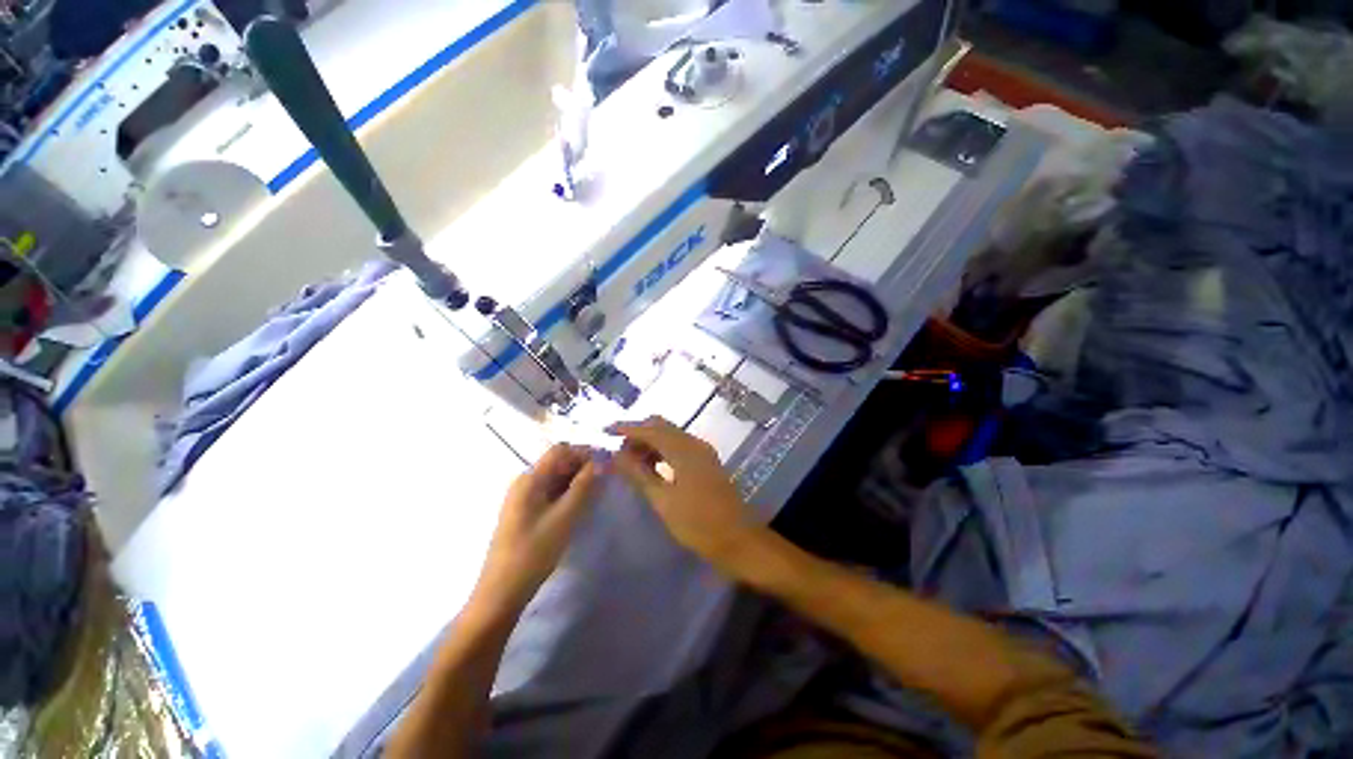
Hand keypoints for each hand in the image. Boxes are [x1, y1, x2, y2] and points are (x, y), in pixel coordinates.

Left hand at [475, 445, 598, 609]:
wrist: (502, 592)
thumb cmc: (534, 552)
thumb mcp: (565, 517)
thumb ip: (584, 486)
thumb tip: (601, 462)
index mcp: (530, 479)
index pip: (560, 450)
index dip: (584, 451)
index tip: (606, 462)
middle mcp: (525, 482)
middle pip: (558, 462)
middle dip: (582, 466)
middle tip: (606, 478)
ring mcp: (524, 498)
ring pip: (556, 478)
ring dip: (576, 480)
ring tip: (597, 491)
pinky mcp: (527, 512)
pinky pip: (551, 492)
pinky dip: (568, 493)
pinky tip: (581, 504)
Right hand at [609, 417, 762, 572]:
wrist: (737, 539)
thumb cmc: (697, 523)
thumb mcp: (663, 500)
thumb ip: (639, 474)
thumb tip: (617, 455)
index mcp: (684, 450)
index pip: (650, 429)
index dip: (627, 428)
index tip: (606, 430)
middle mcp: (694, 443)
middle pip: (661, 427)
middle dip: (638, 434)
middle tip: (618, 451)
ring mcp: (702, 451)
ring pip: (671, 436)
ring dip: (650, 442)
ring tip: (630, 461)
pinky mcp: (706, 461)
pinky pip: (679, 446)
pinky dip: (662, 450)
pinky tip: (652, 466)